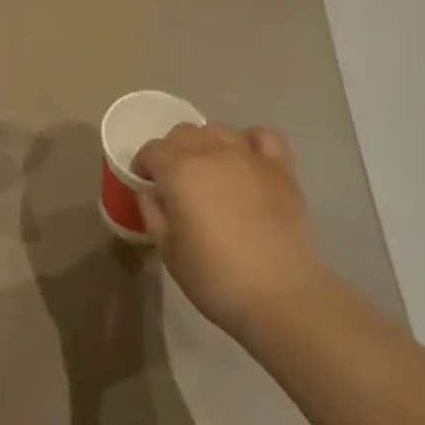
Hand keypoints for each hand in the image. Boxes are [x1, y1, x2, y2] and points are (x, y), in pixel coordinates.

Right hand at [132, 123, 327, 347]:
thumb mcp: (167, 250)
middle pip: (183, 133)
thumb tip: (151, 193)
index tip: (146, 185)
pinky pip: (262, 136)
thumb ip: (153, 213)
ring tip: (210, 170)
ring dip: (207, 144)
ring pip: (219, 130)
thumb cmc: (215, 276)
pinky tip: (246, 160)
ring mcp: (249, 156)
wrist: (280, 295)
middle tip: (176, 181)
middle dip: (172, 151)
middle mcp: (212, 152)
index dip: (144, 165)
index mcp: (179, 170)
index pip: (151, 150)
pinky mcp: (280, 168)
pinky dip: (249, 141)